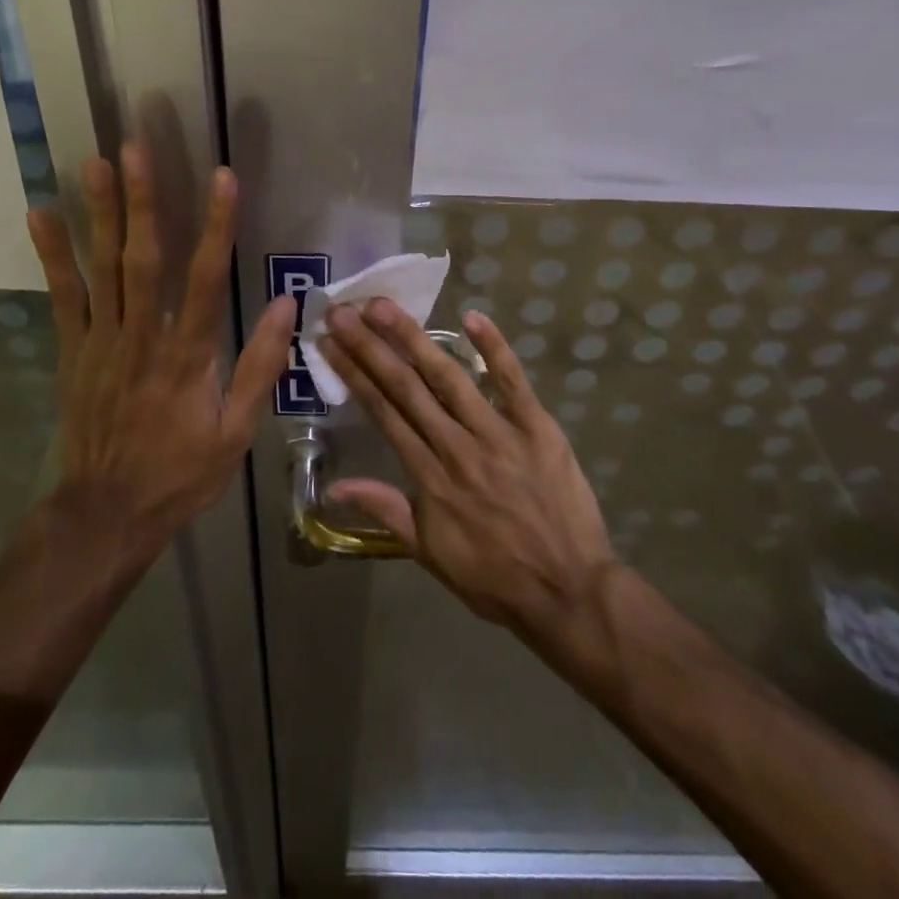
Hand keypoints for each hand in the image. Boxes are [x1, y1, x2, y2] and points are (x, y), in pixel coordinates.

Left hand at [26, 146, 295, 551]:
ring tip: (94, 163)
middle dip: (143, 201)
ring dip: (100, 213)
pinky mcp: (72, 351)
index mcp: (189, 355)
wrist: (107, 513)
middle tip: (136, 148)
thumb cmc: (181, 472)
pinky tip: (41, 214)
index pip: (207, 279)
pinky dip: (52, 255)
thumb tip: (288, 305)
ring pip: (103, 268)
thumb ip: (260, 365)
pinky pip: (62, 296)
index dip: (217, 226)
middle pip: (144, 259)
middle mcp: (143, 337)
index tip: (223, 178)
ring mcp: (101, 341)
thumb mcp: (237, 431)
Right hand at [319, 300, 617, 635]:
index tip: (330, 343)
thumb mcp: (429, 552)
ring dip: (414, 339)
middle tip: (343, 312)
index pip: (383, 412)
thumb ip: (385, 509)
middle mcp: (456, 446)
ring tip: (384, 307)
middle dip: (370, 346)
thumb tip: (334, 487)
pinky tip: (472, 317)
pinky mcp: (537, 427)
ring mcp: (498, 433)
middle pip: (406, 387)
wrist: (568, 592)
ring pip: (449, 377)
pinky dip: (494, 348)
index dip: (354, 375)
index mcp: (428, 476)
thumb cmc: (494, 577)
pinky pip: (513, 382)